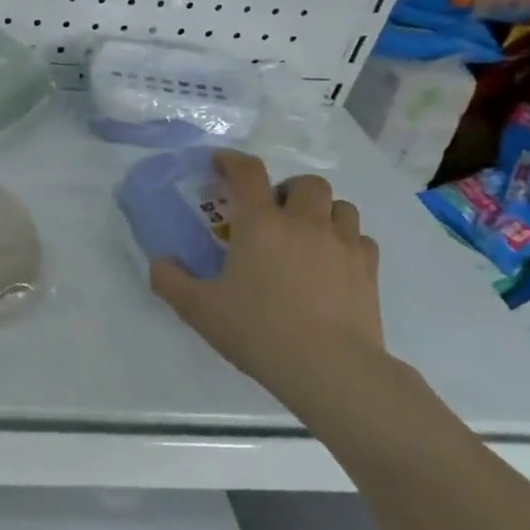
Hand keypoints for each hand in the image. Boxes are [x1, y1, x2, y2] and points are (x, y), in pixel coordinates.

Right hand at [149, 151, 385, 401]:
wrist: (329, 368)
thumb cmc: (258, 331)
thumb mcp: (198, 309)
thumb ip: (171, 280)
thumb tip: (161, 262)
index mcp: (260, 224)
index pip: (247, 173)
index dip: (232, 161)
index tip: (220, 163)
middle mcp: (304, 223)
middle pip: (305, 182)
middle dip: (286, 189)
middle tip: (272, 214)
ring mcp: (343, 244)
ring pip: (341, 205)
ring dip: (321, 211)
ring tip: (305, 235)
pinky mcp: (368, 269)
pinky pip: (360, 239)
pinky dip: (346, 241)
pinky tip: (332, 264)